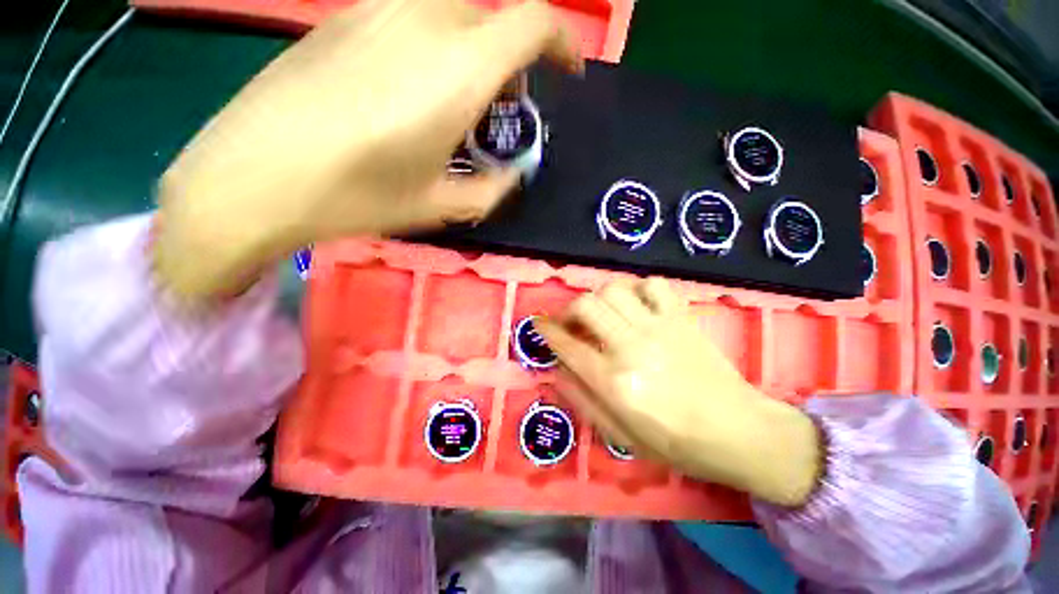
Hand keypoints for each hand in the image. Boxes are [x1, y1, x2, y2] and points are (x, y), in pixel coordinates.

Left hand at [154, 0, 581, 301]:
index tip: (568, 72)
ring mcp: (375, 10)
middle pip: (492, 17)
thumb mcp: (439, 205)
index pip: (532, 23)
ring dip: (473, 51)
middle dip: (513, 57)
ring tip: (458, 102)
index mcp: (456, 70)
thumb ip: (490, 190)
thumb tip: (512, 177)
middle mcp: (422, 20)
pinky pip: (409, 17)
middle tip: (502, 108)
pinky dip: (433, 45)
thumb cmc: (357, 195)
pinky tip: (409, 90)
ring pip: (451, 13)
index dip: (562, 43)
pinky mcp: (341, 19)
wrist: (253, 176)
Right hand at [536, 279, 823, 506]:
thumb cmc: (675, 442)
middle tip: (569, 323)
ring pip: (614, 289)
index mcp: (614, 381)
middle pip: (586, 306)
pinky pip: (653, 285)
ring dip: (598, 298)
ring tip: (600, 314)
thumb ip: (582, 400)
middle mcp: (631, 346)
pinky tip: (635, 306)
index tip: (538, 324)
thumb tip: (556, 370)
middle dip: (567, 310)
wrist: (738, 431)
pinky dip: (637, 290)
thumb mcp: (620, 435)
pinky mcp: (681, 318)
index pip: (567, 344)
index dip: (546, 330)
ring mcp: (658, 327)